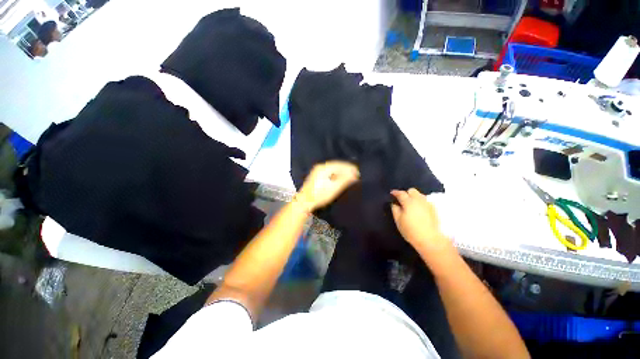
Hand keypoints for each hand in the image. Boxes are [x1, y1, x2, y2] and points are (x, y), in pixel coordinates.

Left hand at [297, 161, 358, 211]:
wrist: (305, 202)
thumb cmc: (319, 195)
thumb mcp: (334, 188)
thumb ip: (345, 180)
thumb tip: (354, 174)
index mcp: (324, 168)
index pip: (340, 164)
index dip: (349, 168)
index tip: (357, 171)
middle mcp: (320, 167)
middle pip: (336, 165)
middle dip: (346, 169)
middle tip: (355, 174)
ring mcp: (317, 171)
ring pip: (333, 168)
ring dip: (341, 172)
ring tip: (350, 176)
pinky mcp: (317, 176)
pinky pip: (329, 172)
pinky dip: (336, 174)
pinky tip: (340, 178)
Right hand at [390, 188, 450, 252]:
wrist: (431, 240)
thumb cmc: (411, 231)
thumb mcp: (398, 221)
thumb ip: (395, 209)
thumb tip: (394, 203)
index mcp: (408, 202)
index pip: (400, 193)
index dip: (395, 192)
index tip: (391, 194)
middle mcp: (419, 200)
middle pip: (412, 190)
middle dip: (406, 193)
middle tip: (402, 200)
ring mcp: (428, 203)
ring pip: (420, 195)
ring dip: (414, 197)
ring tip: (411, 204)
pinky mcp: (434, 209)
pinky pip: (425, 201)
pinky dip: (420, 202)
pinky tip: (419, 209)